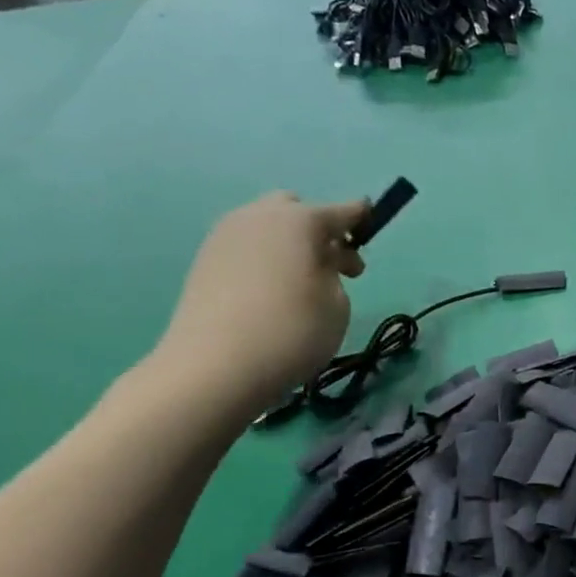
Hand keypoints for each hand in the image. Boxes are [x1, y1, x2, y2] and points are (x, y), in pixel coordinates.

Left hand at [150, 193, 366, 416]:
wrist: (216, 366)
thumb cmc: (293, 331)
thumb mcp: (337, 303)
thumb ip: (334, 271)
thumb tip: (319, 261)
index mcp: (300, 220)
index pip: (341, 211)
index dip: (360, 217)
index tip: (371, 224)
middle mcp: (260, 216)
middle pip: (297, 209)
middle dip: (319, 230)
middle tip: (335, 267)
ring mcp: (226, 235)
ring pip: (267, 226)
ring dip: (290, 245)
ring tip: (302, 284)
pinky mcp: (205, 260)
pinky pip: (247, 247)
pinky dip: (266, 259)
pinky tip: (272, 293)